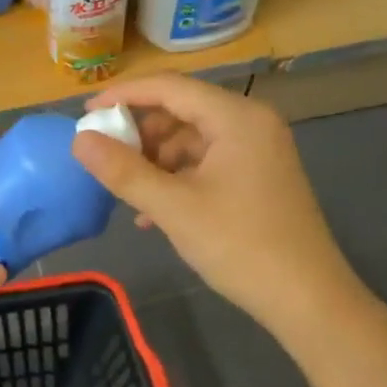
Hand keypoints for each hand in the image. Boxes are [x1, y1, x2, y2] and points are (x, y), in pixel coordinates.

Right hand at [71, 74, 360, 342]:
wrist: (307, 298)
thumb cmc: (240, 246)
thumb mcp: (174, 208)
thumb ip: (124, 171)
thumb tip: (79, 140)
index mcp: (237, 117)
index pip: (170, 87)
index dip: (124, 95)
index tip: (86, 112)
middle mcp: (251, 123)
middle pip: (182, 110)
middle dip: (140, 134)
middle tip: (105, 158)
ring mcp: (258, 150)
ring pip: (192, 140)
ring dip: (156, 162)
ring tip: (128, 193)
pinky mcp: (258, 176)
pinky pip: (207, 163)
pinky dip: (178, 179)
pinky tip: (154, 214)